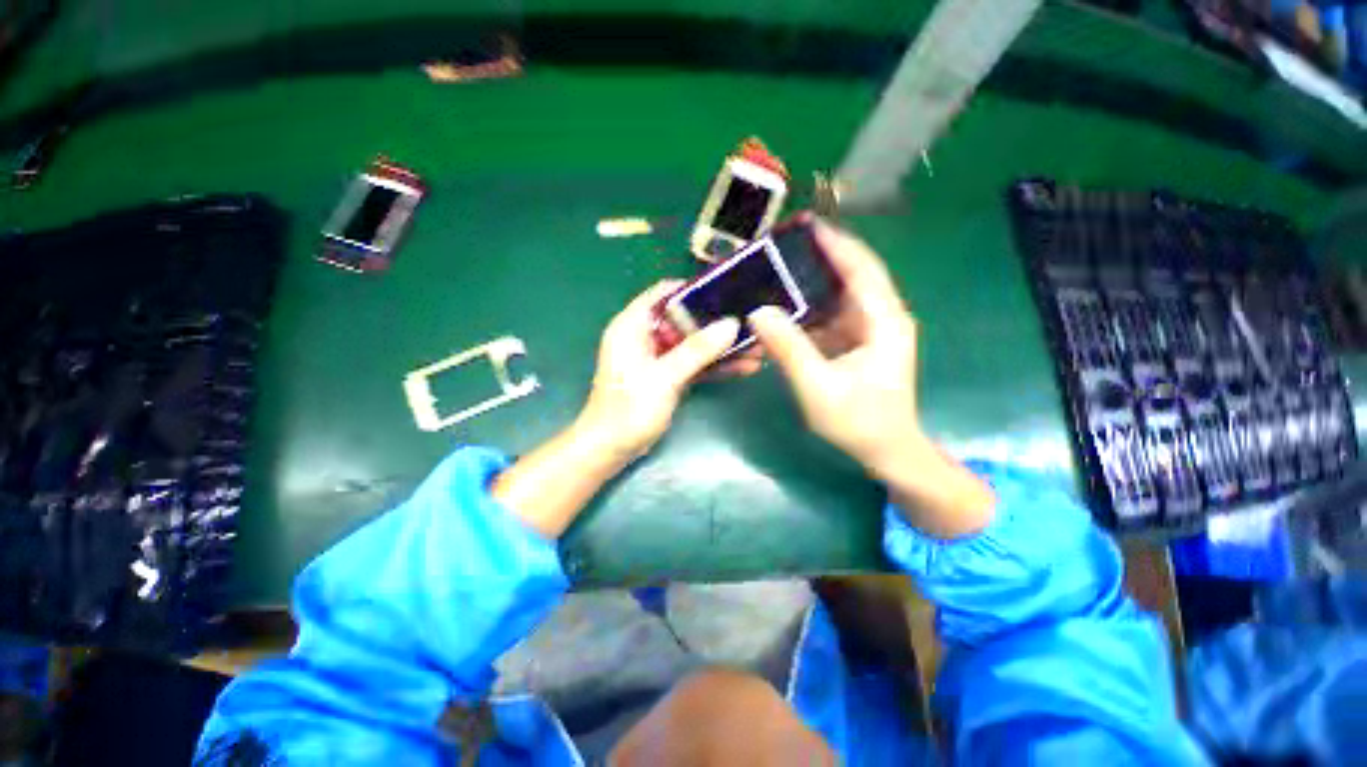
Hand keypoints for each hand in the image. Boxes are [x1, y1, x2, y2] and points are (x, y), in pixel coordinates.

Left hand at [578, 281, 754, 460]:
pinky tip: (743, 367)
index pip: (664, 293)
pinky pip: (694, 363)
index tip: (726, 290)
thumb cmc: (629, 409)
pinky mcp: (667, 375)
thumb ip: (697, 350)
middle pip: (685, 319)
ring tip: (756, 347)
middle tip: (750, 321)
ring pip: (693, 343)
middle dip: (717, 322)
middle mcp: (645, 336)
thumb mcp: (664, 377)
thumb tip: (731, 324)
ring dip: (721, 346)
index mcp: (632, 326)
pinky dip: (714, 365)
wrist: (613, 449)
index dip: (694, 289)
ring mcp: (658, 357)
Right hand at [748, 221, 919, 471]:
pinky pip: (832, 316)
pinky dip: (809, 310)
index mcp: (884, 321)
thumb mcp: (818, 387)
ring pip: (839, 295)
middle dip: (819, 258)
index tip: (806, 225)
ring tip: (778, 271)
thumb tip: (758, 311)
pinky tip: (785, 308)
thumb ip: (789, 348)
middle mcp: (882, 317)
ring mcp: (871, 330)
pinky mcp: (859, 342)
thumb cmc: (858, 421)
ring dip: (811, 284)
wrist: (886, 450)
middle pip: (851, 275)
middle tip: (782, 246)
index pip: (861, 269)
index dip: (835, 244)